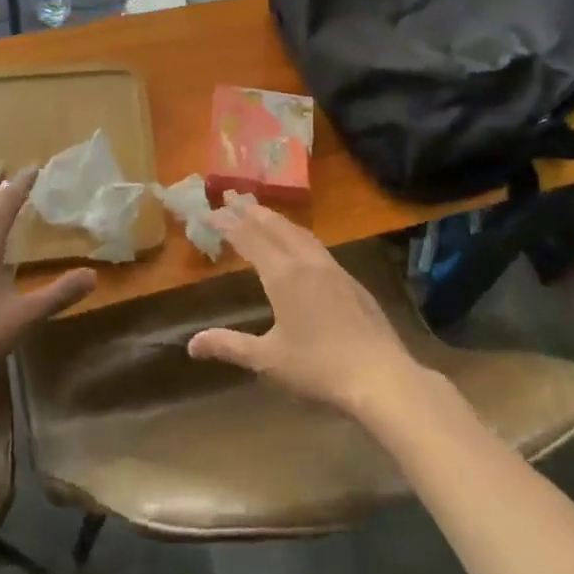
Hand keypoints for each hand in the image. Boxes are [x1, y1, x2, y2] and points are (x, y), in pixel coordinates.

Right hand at [185, 203, 428, 421]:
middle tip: (232, 197)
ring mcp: (333, 268)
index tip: (207, 212)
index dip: (226, 223)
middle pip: (275, 226)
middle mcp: (307, 262)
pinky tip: (298, 246)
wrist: (381, 376)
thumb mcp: (268, 360)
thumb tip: (192, 345)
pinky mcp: (351, 281)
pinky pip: (316, 246)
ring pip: (299, 232)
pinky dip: (297, 235)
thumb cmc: (319, 368)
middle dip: (251, 211)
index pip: (248, 237)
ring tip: (261, 214)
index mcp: (284, 275)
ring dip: (276, 219)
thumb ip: (230, 346)